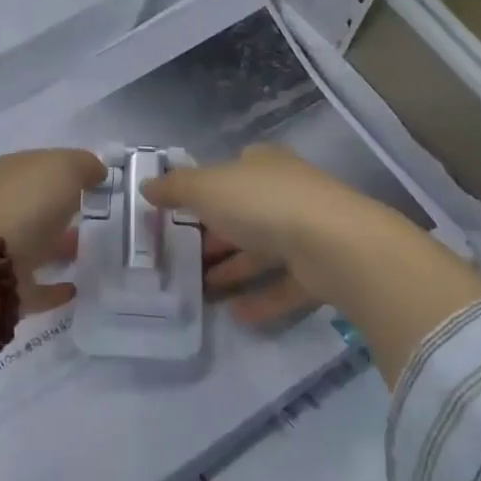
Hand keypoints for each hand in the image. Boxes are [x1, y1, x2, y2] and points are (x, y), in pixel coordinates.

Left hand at [0, 149, 104, 377]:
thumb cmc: (25, 204)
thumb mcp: (63, 169)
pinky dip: (52, 288)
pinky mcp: (1, 289)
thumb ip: (83, 165)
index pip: (39, 166)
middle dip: (60, 208)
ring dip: (58, 246)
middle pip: (34, 204)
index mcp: (6, 173)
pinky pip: (33, 285)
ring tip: (89, 251)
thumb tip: (96, 171)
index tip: (94, 181)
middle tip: (94, 215)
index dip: (66, 170)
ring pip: (33, 243)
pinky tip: (75, 288)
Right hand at [142, 145, 388, 313]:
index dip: (205, 189)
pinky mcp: (320, 269)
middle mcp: (286, 193)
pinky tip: (236, 314)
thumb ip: (175, 188)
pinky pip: (284, 285)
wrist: (334, 245)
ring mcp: (307, 231)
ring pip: (263, 251)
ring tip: (201, 290)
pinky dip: (261, 299)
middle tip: (182, 257)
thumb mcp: (207, 188)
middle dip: (214, 235)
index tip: (179, 212)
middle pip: (244, 213)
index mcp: (262, 165)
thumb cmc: (263, 204)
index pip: (231, 171)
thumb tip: (147, 186)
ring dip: (234, 269)